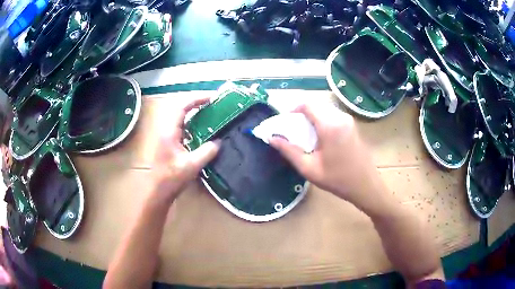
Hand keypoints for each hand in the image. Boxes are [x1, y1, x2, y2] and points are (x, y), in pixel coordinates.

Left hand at [151, 96, 219, 202]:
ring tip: (211, 114)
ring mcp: (167, 136)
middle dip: (198, 103)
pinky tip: (203, 132)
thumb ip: (207, 151)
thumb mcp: (191, 165)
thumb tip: (219, 142)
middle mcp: (167, 130)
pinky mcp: (169, 143)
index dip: (197, 99)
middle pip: (182, 109)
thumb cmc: (170, 178)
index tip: (213, 97)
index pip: (182, 106)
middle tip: (215, 104)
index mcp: (170, 131)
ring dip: (195, 114)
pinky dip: (193, 125)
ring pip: (182, 118)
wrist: (157, 191)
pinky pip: (182, 128)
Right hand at [269, 103, 380, 204]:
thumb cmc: (337, 179)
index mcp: (330, 125)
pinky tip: (321, 139)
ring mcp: (349, 121)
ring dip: (313, 118)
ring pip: (325, 111)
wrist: (366, 186)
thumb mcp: (309, 168)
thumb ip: (289, 151)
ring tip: (307, 137)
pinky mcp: (353, 126)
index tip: (286, 123)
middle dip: (302, 115)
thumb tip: (272, 138)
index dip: (294, 110)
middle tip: (295, 132)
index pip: (308, 105)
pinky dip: (323, 122)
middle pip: (316, 106)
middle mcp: (340, 117)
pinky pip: (333, 116)